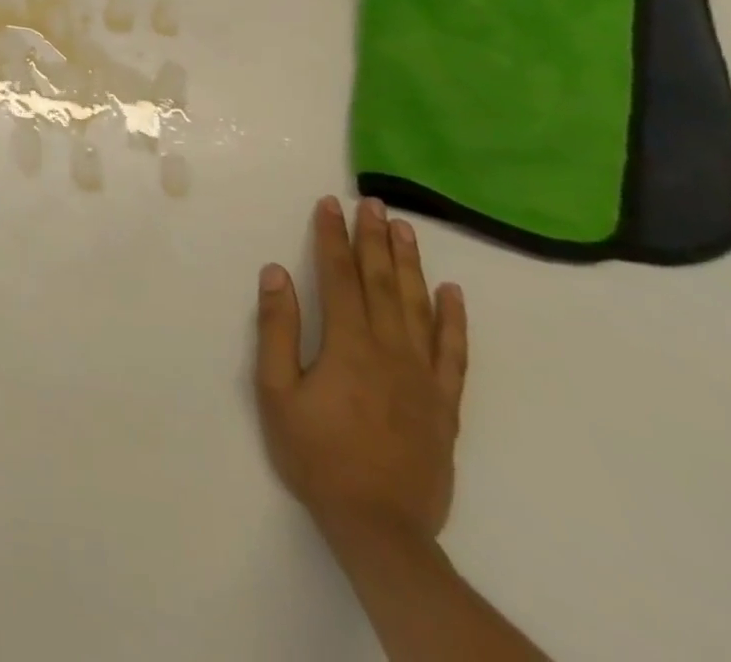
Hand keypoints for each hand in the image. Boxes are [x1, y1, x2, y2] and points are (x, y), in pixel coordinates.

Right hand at [254, 197, 467, 549]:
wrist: (380, 528)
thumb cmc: (316, 455)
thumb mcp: (276, 392)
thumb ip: (278, 329)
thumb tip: (277, 273)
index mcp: (348, 345)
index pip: (339, 276)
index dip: (332, 237)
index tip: (328, 204)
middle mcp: (391, 351)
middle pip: (382, 283)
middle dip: (374, 238)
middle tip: (373, 202)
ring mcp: (424, 377)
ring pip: (419, 307)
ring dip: (410, 264)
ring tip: (404, 229)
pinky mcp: (445, 405)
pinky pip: (454, 353)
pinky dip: (454, 320)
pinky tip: (453, 293)